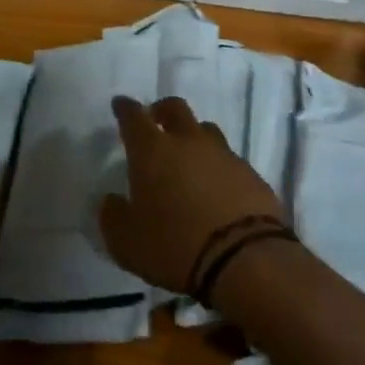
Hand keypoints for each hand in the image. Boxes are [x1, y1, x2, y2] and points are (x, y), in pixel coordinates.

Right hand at [100, 96, 283, 295]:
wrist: (244, 259)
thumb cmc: (173, 246)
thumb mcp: (126, 242)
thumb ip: (113, 216)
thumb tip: (112, 201)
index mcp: (153, 151)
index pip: (134, 117)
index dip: (125, 109)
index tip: (120, 105)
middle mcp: (189, 142)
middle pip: (175, 109)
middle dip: (162, 111)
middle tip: (156, 120)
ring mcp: (225, 155)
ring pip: (206, 131)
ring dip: (194, 138)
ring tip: (189, 158)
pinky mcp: (252, 175)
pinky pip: (230, 161)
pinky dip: (219, 168)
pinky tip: (217, 189)